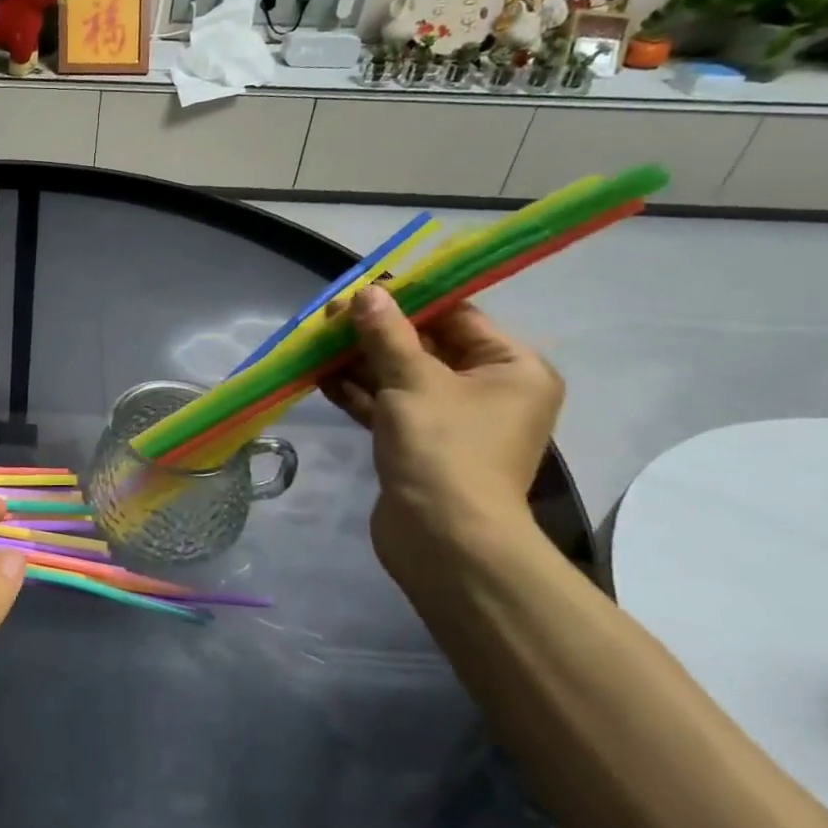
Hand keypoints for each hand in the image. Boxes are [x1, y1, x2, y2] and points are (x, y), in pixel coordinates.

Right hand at [325, 285, 562, 579]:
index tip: (364, 288)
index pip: (458, 317)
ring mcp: (454, 421)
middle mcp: (489, 390)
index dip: (410, 300)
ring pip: (401, 377)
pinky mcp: (421, 445)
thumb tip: (368, 293)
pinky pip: (390, 407)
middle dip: (375, 333)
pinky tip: (320, 377)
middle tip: (329, 316)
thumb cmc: (444, 448)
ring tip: (315, 343)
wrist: (443, 539)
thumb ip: (386, 335)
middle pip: (426, 346)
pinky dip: (360, 393)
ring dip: (360, 362)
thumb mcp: (412, 381)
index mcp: (512, 368)